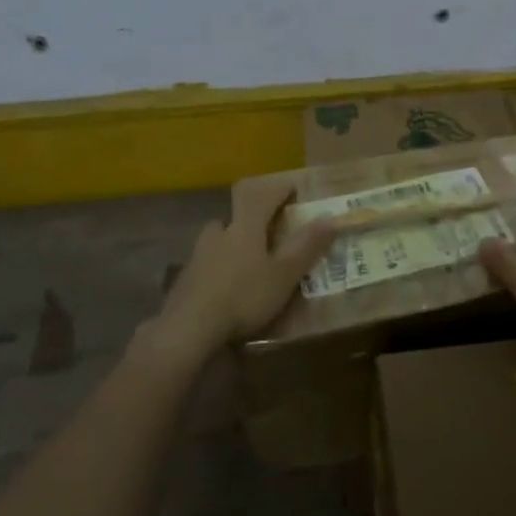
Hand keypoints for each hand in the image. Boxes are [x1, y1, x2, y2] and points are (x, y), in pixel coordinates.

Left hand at [152, 179, 337, 359]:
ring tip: (245, 262)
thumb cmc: (244, 296)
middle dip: (250, 220)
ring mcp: (197, 256)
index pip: (264, 196)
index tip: (292, 187)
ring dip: (231, 244)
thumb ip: (307, 246)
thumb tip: (331, 218)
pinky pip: (205, 265)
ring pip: (217, 240)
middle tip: (265, 232)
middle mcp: (219, 233)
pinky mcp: (183, 280)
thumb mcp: (285, 275)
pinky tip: (224, 287)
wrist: (188, 328)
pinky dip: (217, 269)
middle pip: (235, 216)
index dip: (279, 189)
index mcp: (245, 227)